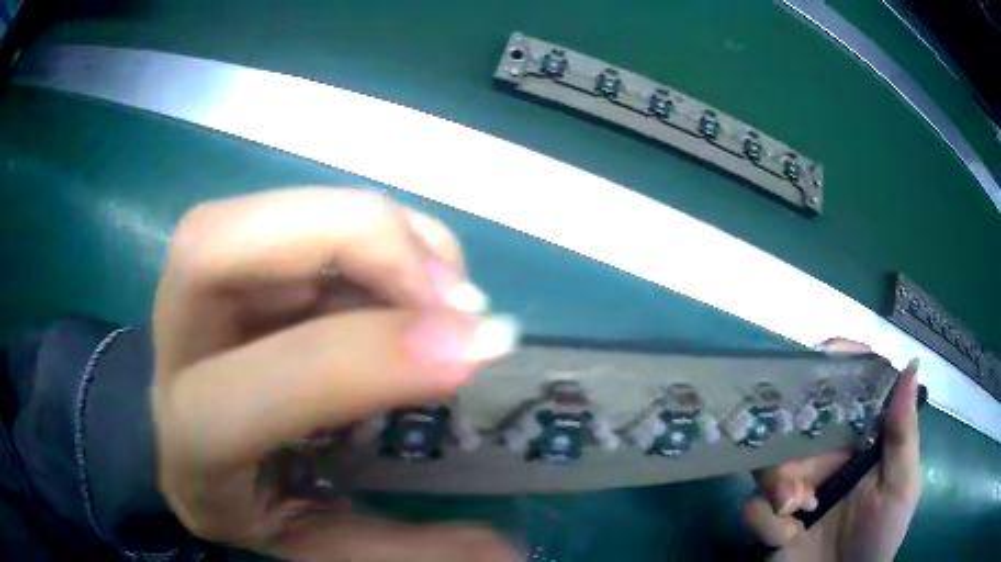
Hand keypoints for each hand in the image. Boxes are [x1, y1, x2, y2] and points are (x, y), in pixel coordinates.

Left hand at [150, 188, 520, 560]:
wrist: (171, 444)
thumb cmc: (239, 498)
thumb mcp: (314, 544)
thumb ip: (405, 552)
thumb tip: (512, 552)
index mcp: (196, 444)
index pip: (262, 387)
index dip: (369, 356)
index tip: (472, 350)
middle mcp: (176, 345)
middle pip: (219, 248)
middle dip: (355, 242)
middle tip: (454, 295)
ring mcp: (192, 286)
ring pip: (267, 213)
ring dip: (376, 230)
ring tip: (446, 284)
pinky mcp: (226, 252)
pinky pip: (300, 211)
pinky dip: (375, 227)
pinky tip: (415, 267)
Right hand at [743, 339, 922, 561]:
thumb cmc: (880, 536)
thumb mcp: (902, 486)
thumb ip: (903, 433)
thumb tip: (910, 365)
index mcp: (861, 441)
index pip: (850, 391)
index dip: (837, 367)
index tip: (822, 353)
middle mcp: (827, 456)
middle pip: (800, 424)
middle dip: (793, 442)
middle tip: (802, 475)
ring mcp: (797, 488)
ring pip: (769, 463)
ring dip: (779, 486)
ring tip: (797, 510)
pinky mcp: (771, 518)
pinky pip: (754, 506)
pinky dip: (767, 521)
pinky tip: (787, 536)